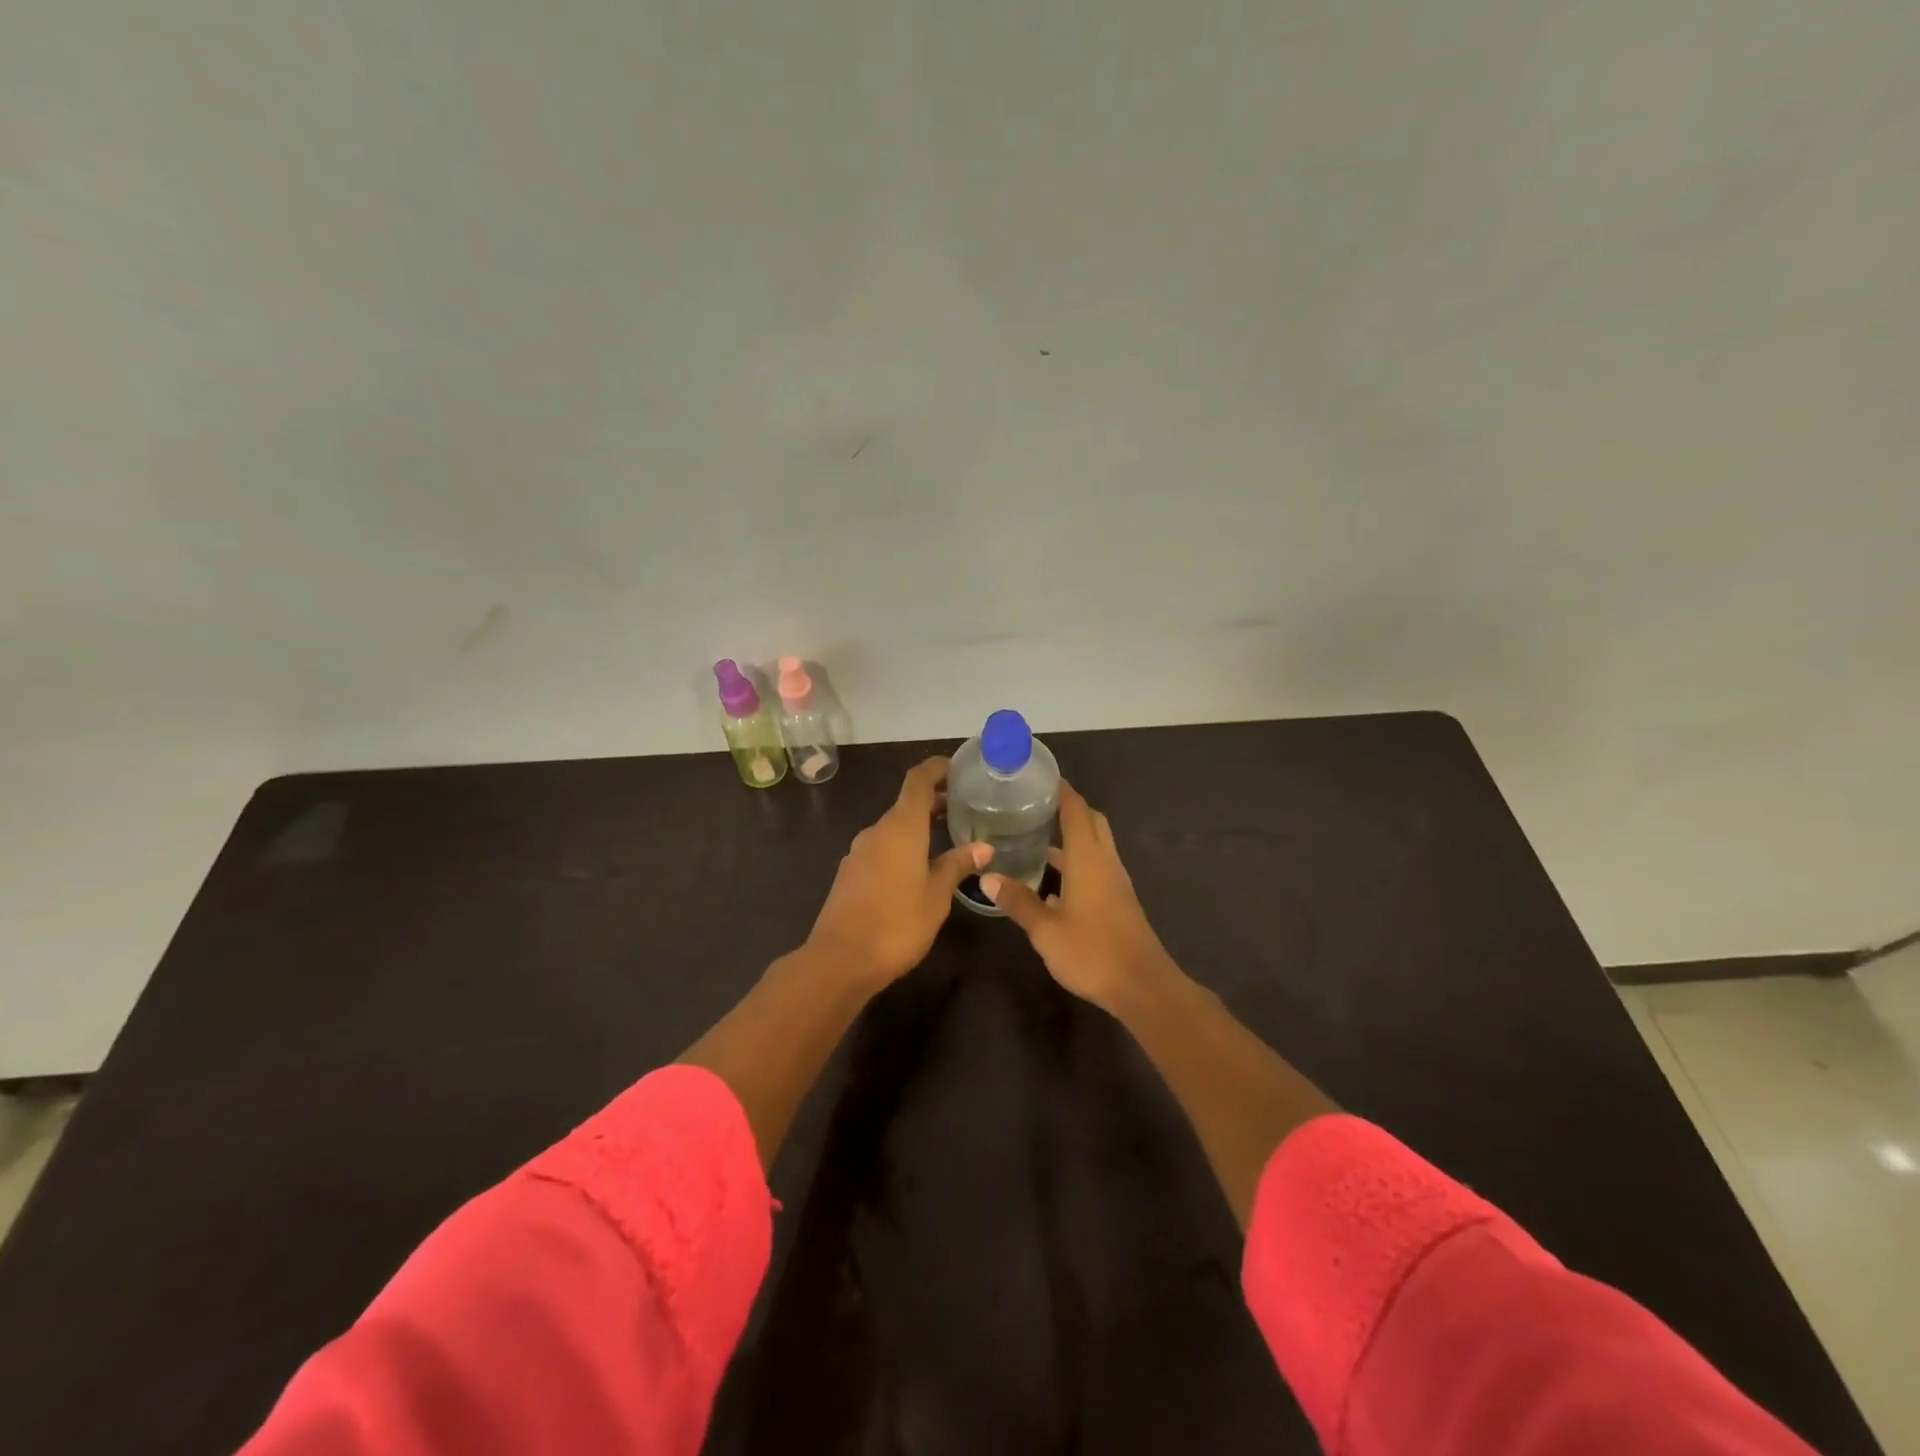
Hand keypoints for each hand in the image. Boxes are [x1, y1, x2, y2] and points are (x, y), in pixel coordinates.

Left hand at [806, 757, 990, 989]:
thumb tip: (984, 847)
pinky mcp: (850, 873)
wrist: (839, 960)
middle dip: (934, 801)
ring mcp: (859, 852)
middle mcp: (876, 831)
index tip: (958, 767)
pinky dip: (902, 846)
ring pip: (893, 827)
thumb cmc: (896, 923)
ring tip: (947, 838)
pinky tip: (918, 868)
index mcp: (900, 827)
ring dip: (918, 826)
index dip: (937, 768)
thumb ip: (957, 865)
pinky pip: (881, 848)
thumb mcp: (936, 895)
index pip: (917, 780)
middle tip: (965, 808)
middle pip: (906, 803)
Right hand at [982, 782, 1177, 1013]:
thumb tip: (987, 877)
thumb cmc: (1092, 951)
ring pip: (1096, 845)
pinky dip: (1077, 861)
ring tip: (1037, 838)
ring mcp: (1115, 882)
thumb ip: (1018, 901)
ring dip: (1073, 836)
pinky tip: (1053, 883)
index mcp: (1088, 858)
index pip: (1076, 809)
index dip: (1060, 790)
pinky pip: (1097, 866)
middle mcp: (1105, 861)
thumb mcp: (1045, 929)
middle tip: (1035, 806)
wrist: (1142, 986)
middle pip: (1091, 821)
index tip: (1038, 778)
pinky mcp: (1119, 900)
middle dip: (1068, 808)